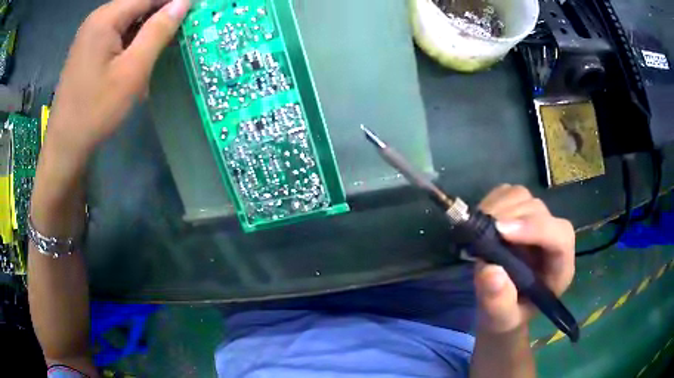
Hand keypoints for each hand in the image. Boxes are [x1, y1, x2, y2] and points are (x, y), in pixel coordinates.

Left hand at [46, 0, 189, 168]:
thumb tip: (184, 2)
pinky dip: (133, 39)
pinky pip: (117, 32)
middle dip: (160, 14)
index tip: (195, 10)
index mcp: (106, 18)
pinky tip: (140, 55)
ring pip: (128, 18)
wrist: (65, 145)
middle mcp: (97, 19)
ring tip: (164, 44)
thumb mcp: (132, 71)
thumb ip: (158, 31)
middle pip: (138, 4)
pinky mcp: (88, 48)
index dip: (173, 1)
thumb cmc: (96, 111)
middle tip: (180, 30)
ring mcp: (90, 34)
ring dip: (147, 27)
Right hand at [474, 185, 574, 334]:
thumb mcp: (501, 319)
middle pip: (539, 211)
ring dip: (498, 207)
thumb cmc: (507, 316)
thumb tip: (490, 270)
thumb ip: (499, 302)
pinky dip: (492, 201)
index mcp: (560, 266)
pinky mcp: (518, 214)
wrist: (502, 307)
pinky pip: (508, 194)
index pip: (560, 236)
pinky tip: (481, 220)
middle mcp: (552, 238)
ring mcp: (535, 222)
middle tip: (481, 230)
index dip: (534, 228)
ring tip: (479, 227)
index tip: (501, 231)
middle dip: (510, 216)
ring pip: (523, 196)